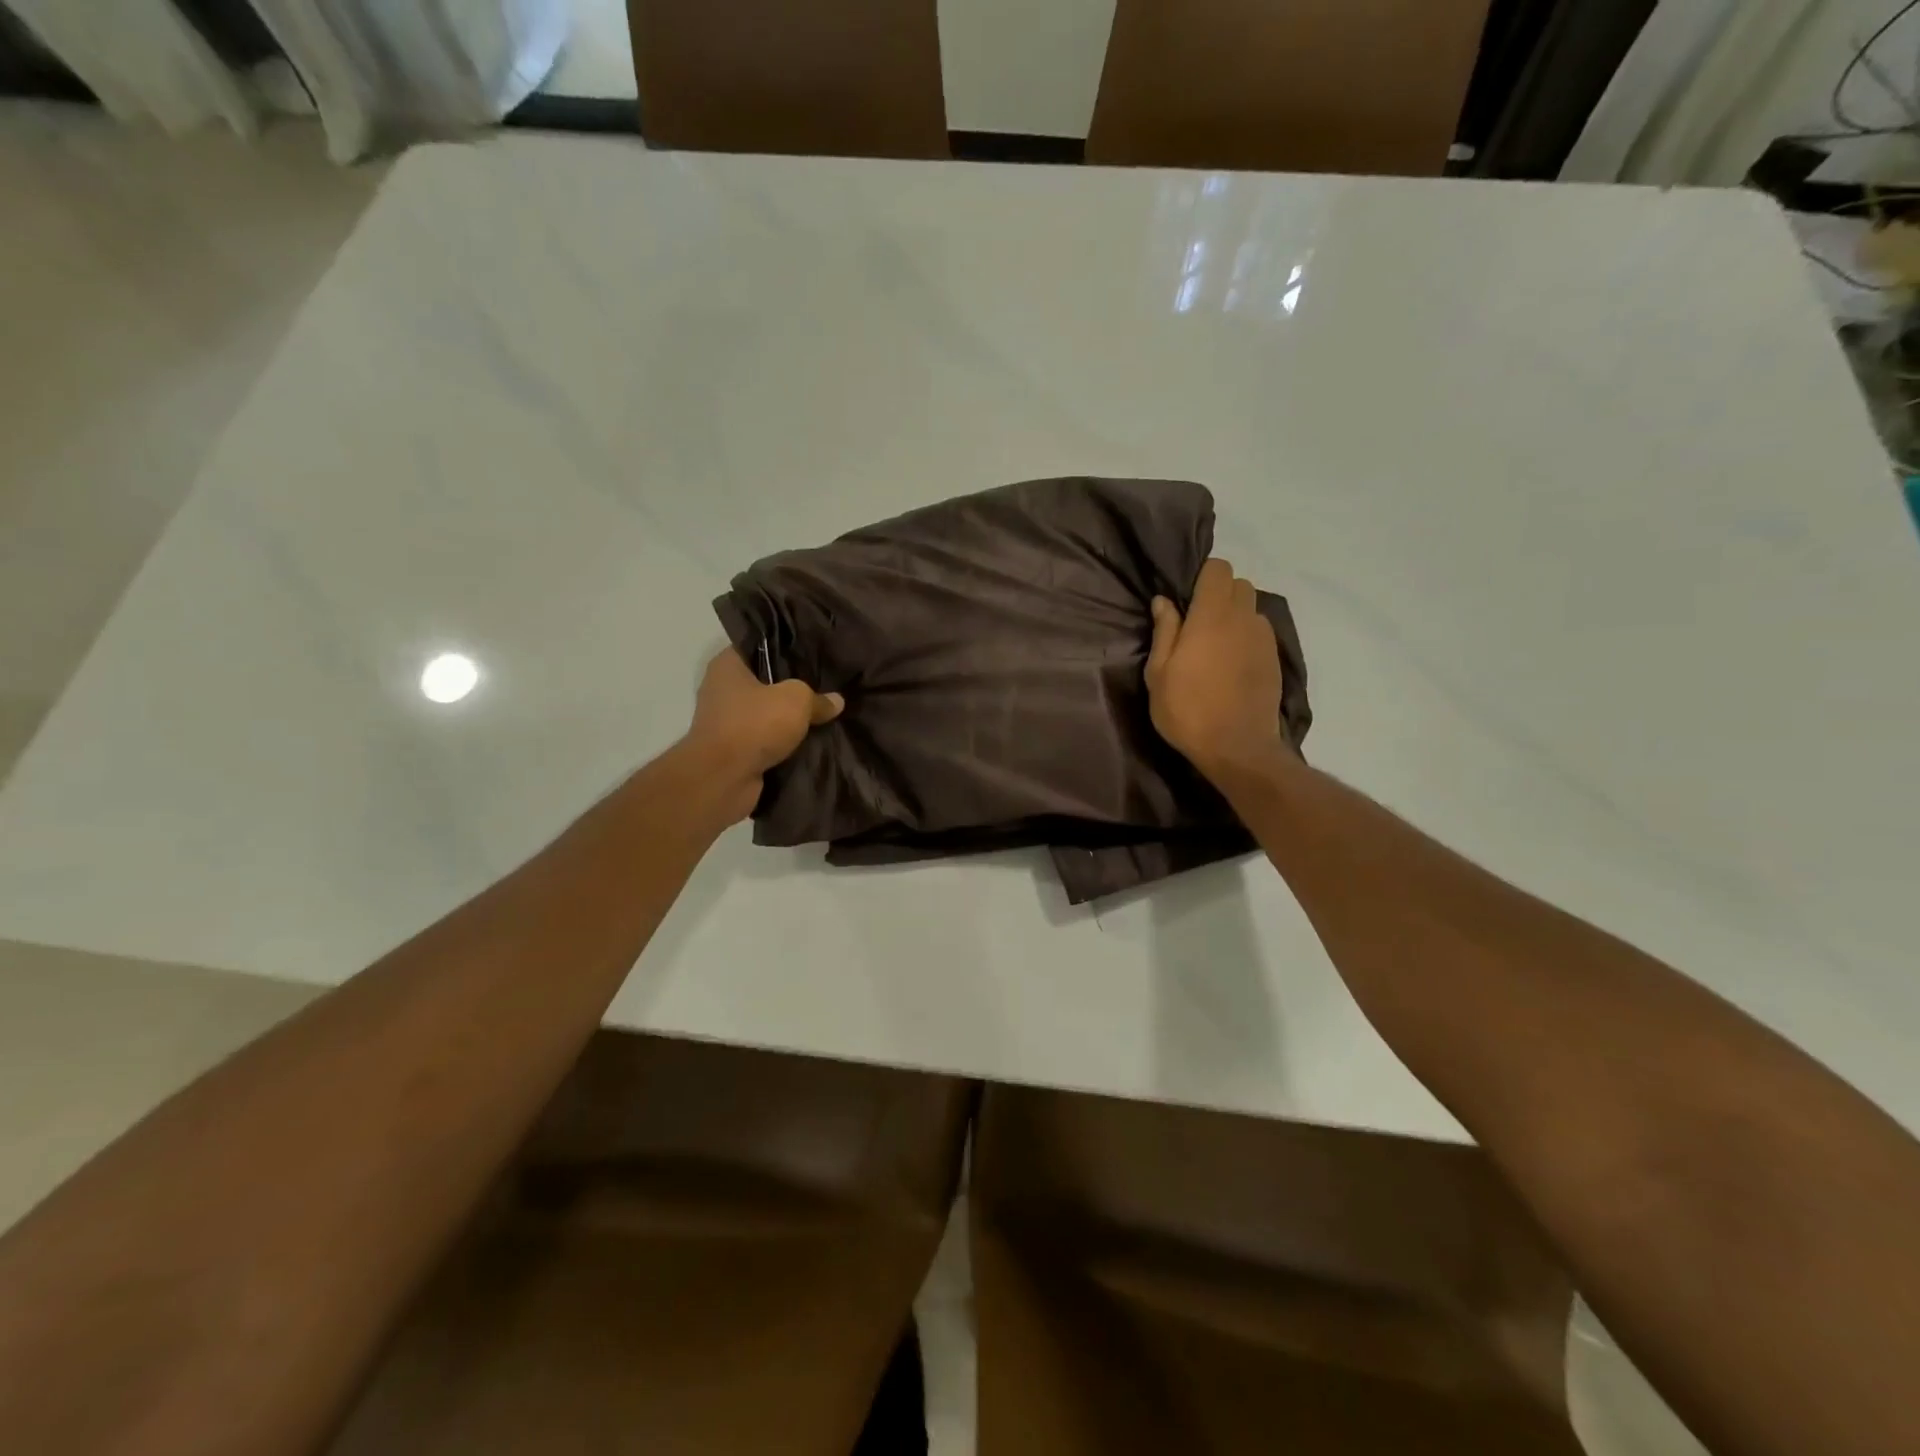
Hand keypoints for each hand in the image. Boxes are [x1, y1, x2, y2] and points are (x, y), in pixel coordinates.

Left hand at [684, 649, 842, 821]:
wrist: (723, 779)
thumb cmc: (754, 724)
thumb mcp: (797, 700)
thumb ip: (818, 698)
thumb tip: (836, 701)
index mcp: (728, 665)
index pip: (759, 645)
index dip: (787, 647)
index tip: (814, 652)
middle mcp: (722, 689)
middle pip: (764, 680)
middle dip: (792, 685)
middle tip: (826, 684)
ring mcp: (725, 721)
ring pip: (766, 712)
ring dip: (788, 717)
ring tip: (823, 713)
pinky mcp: (733, 749)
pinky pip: (765, 738)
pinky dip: (782, 741)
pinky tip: (809, 740)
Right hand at [1145, 559, 1284, 780]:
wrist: (1237, 748)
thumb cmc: (1188, 710)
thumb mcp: (1159, 674)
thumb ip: (1164, 632)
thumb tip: (1164, 601)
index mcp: (1211, 616)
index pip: (1218, 569)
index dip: (1202, 576)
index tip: (1186, 599)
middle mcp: (1243, 619)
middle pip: (1239, 584)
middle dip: (1219, 594)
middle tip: (1197, 623)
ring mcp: (1264, 639)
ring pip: (1252, 608)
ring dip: (1235, 616)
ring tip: (1216, 646)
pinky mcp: (1275, 659)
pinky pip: (1260, 633)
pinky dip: (1246, 637)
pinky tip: (1232, 665)